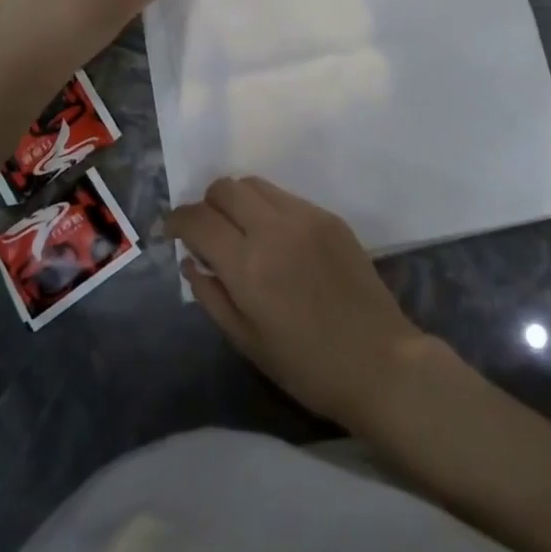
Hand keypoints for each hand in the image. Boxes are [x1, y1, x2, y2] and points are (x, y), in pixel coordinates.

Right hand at [165, 177, 433, 429]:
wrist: (379, 360)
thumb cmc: (307, 366)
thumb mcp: (247, 341)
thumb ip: (212, 295)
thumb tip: (190, 260)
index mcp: (248, 265)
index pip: (199, 219)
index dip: (177, 219)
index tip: (171, 230)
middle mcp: (274, 229)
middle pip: (225, 187)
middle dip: (206, 204)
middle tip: (206, 231)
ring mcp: (306, 217)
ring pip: (255, 184)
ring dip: (236, 201)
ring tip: (240, 231)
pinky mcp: (329, 217)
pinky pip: (286, 197)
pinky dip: (267, 207)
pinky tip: (275, 239)